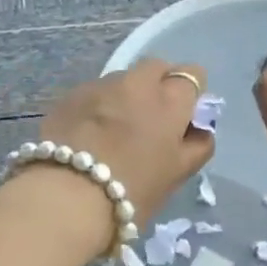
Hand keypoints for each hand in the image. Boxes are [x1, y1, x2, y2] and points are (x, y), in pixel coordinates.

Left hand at [24, 59, 216, 253]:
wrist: (67, 197)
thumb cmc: (132, 190)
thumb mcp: (177, 174)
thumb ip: (197, 145)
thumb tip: (199, 128)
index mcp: (169, 100)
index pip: (191, 75)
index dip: (189, 94)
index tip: (181, 117)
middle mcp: (135, 83)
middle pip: (154, 68)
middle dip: (157, 86)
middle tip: (149, 121)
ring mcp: (98, 86)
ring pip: (120, 80)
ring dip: (123, 97)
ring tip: (113, 131)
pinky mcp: (68, 97)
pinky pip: (91, 94)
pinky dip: (95, 107)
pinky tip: (86, 135)